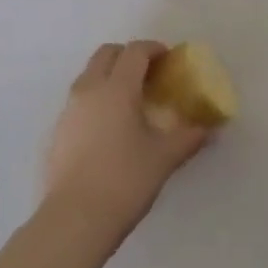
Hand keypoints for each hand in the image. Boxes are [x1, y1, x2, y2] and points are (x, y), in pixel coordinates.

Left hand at [44, 41, 210, 249]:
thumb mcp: (164, 158)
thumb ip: (188, 137)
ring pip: (90, 74)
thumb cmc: (125, 181)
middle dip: (129, 55)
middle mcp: (89, 89)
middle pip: (107, 54)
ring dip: (110, 75)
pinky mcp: (59, 129)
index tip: (169, 59)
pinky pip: (80, 99)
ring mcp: (69, 109)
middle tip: (150, 73)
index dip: (154, 49)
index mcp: (117, 88)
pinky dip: (97, 97)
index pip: (135, 52)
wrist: (75, 218)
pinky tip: (111, 126)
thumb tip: (209, 129)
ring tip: (131, 100)